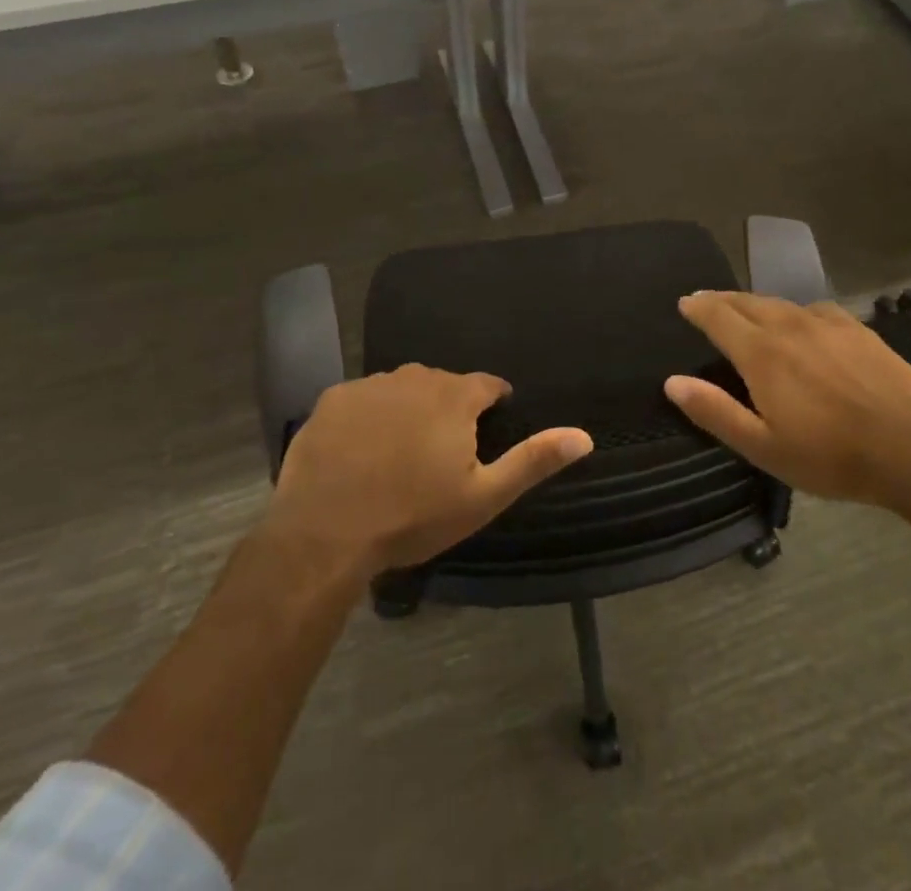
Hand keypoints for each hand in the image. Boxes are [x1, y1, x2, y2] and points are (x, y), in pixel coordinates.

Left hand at [269, 365, 592, 575]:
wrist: (325, 534)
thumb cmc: (413, 516)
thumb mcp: (483, 496)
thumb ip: (533, 461)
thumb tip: (585, 436)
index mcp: (455, 396)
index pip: (487, 384)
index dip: (494, 402)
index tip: (491, 422)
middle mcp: (415, 377)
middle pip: (443, 384)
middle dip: (449, 407)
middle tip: (442, 449)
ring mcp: (370, 385)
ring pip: (402, 388)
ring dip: (409, 408)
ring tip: (401, 449)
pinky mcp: (333, 399)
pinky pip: (363, 399)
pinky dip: (369, 416)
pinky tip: (361, 450)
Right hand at [664, 292, 910, 513]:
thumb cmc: (829, 455)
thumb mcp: (763, 446)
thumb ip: (715, 411)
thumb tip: (672, 382)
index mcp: (761, 353)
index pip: (719, 317)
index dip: (698, 307)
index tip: (684, 302)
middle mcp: (789, 326)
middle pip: (747, 302)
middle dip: (721, 299)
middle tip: (705, 300)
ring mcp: (827, 324)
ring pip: (780, 303)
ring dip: (756, 303)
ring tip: (746, 308)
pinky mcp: (858, 330)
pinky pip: (815, 309)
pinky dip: (795, 311)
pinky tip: (803, 321)